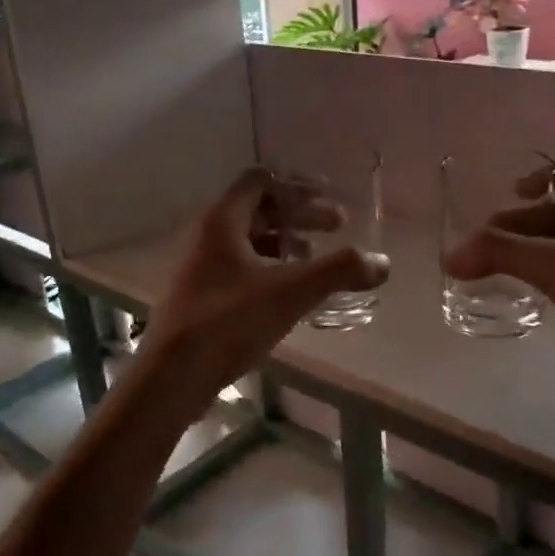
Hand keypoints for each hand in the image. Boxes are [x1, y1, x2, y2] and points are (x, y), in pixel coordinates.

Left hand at [143, 168, 389, 399]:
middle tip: (337, 226)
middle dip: (300, 215)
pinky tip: (288, 292)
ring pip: (249, 239)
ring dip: (285, 242)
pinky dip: (269, 267)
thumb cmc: (229, 321)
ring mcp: (200, 266)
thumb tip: (382, 262)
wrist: (172, 375)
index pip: (261, 180)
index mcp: (223, 220)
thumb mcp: (291, 292)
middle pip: (258, 208)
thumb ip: (338, 271)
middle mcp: (207, 235)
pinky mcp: (200, 295)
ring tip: (313, 260)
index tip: (329, 199)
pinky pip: (240, 266)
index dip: (298, 186)